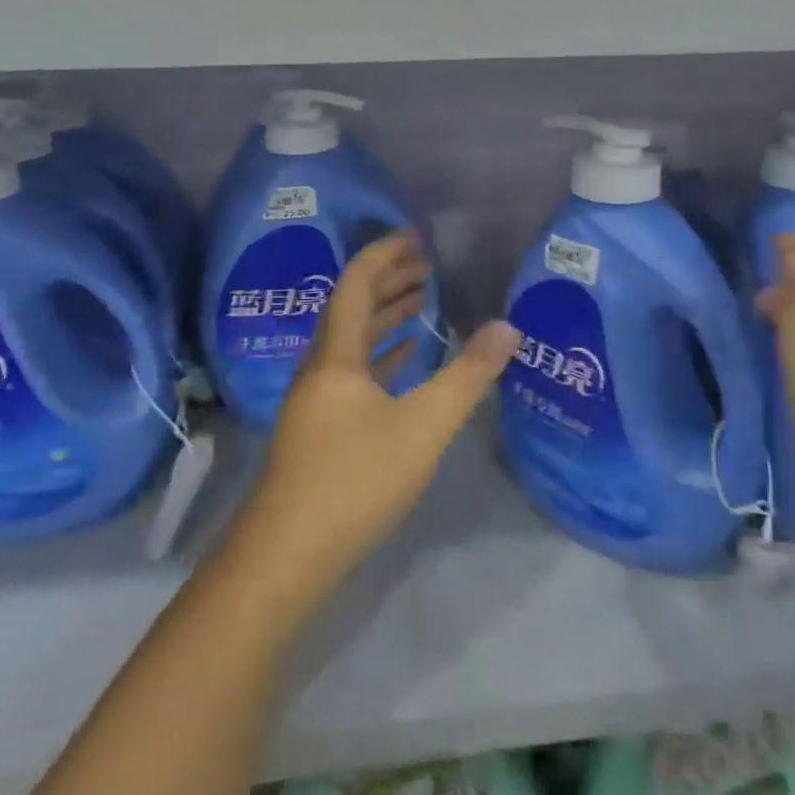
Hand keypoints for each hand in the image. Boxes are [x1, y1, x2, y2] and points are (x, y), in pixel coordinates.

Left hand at [231, 232, 519, 616]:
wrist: (286, 558)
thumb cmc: (354, 480)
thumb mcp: (423, 426)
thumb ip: (467, 375)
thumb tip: (508, 327)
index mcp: (336, 355)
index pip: (356, 283)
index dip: (384, 254)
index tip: (415, 236)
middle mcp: (321, 367)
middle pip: (352, 307)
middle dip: (389, 280)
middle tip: (427, 265)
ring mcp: (316, 400)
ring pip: (352, 341)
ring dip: (385, 316)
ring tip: (422, 301)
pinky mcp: (320, 429)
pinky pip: (353, 373)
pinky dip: (381, 355)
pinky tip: (404, 360)